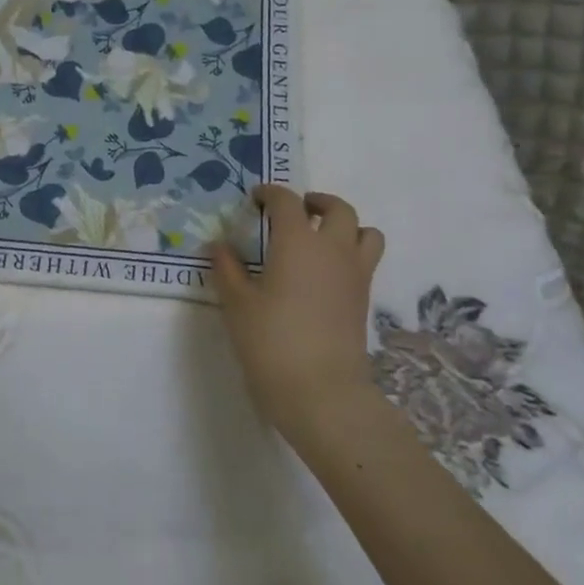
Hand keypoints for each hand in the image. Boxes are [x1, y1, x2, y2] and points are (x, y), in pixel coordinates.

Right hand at [211, 186, 384, 443]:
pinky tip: (324, 272)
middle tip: (294, 211)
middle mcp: (332, 249)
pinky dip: (349, 252)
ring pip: (364, 232)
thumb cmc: (271, 341)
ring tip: (320, 237)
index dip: (271, 193)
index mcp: (297, 242)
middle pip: (337, 208)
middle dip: (315, 202)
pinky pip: (365, 259)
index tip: (255, 198)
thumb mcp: (237, 304)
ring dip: (344, 225)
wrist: (321, 391)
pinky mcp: (363, 299)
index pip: (287, 202)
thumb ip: (227, 269)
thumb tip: (218, 245)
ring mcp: (354, 274)